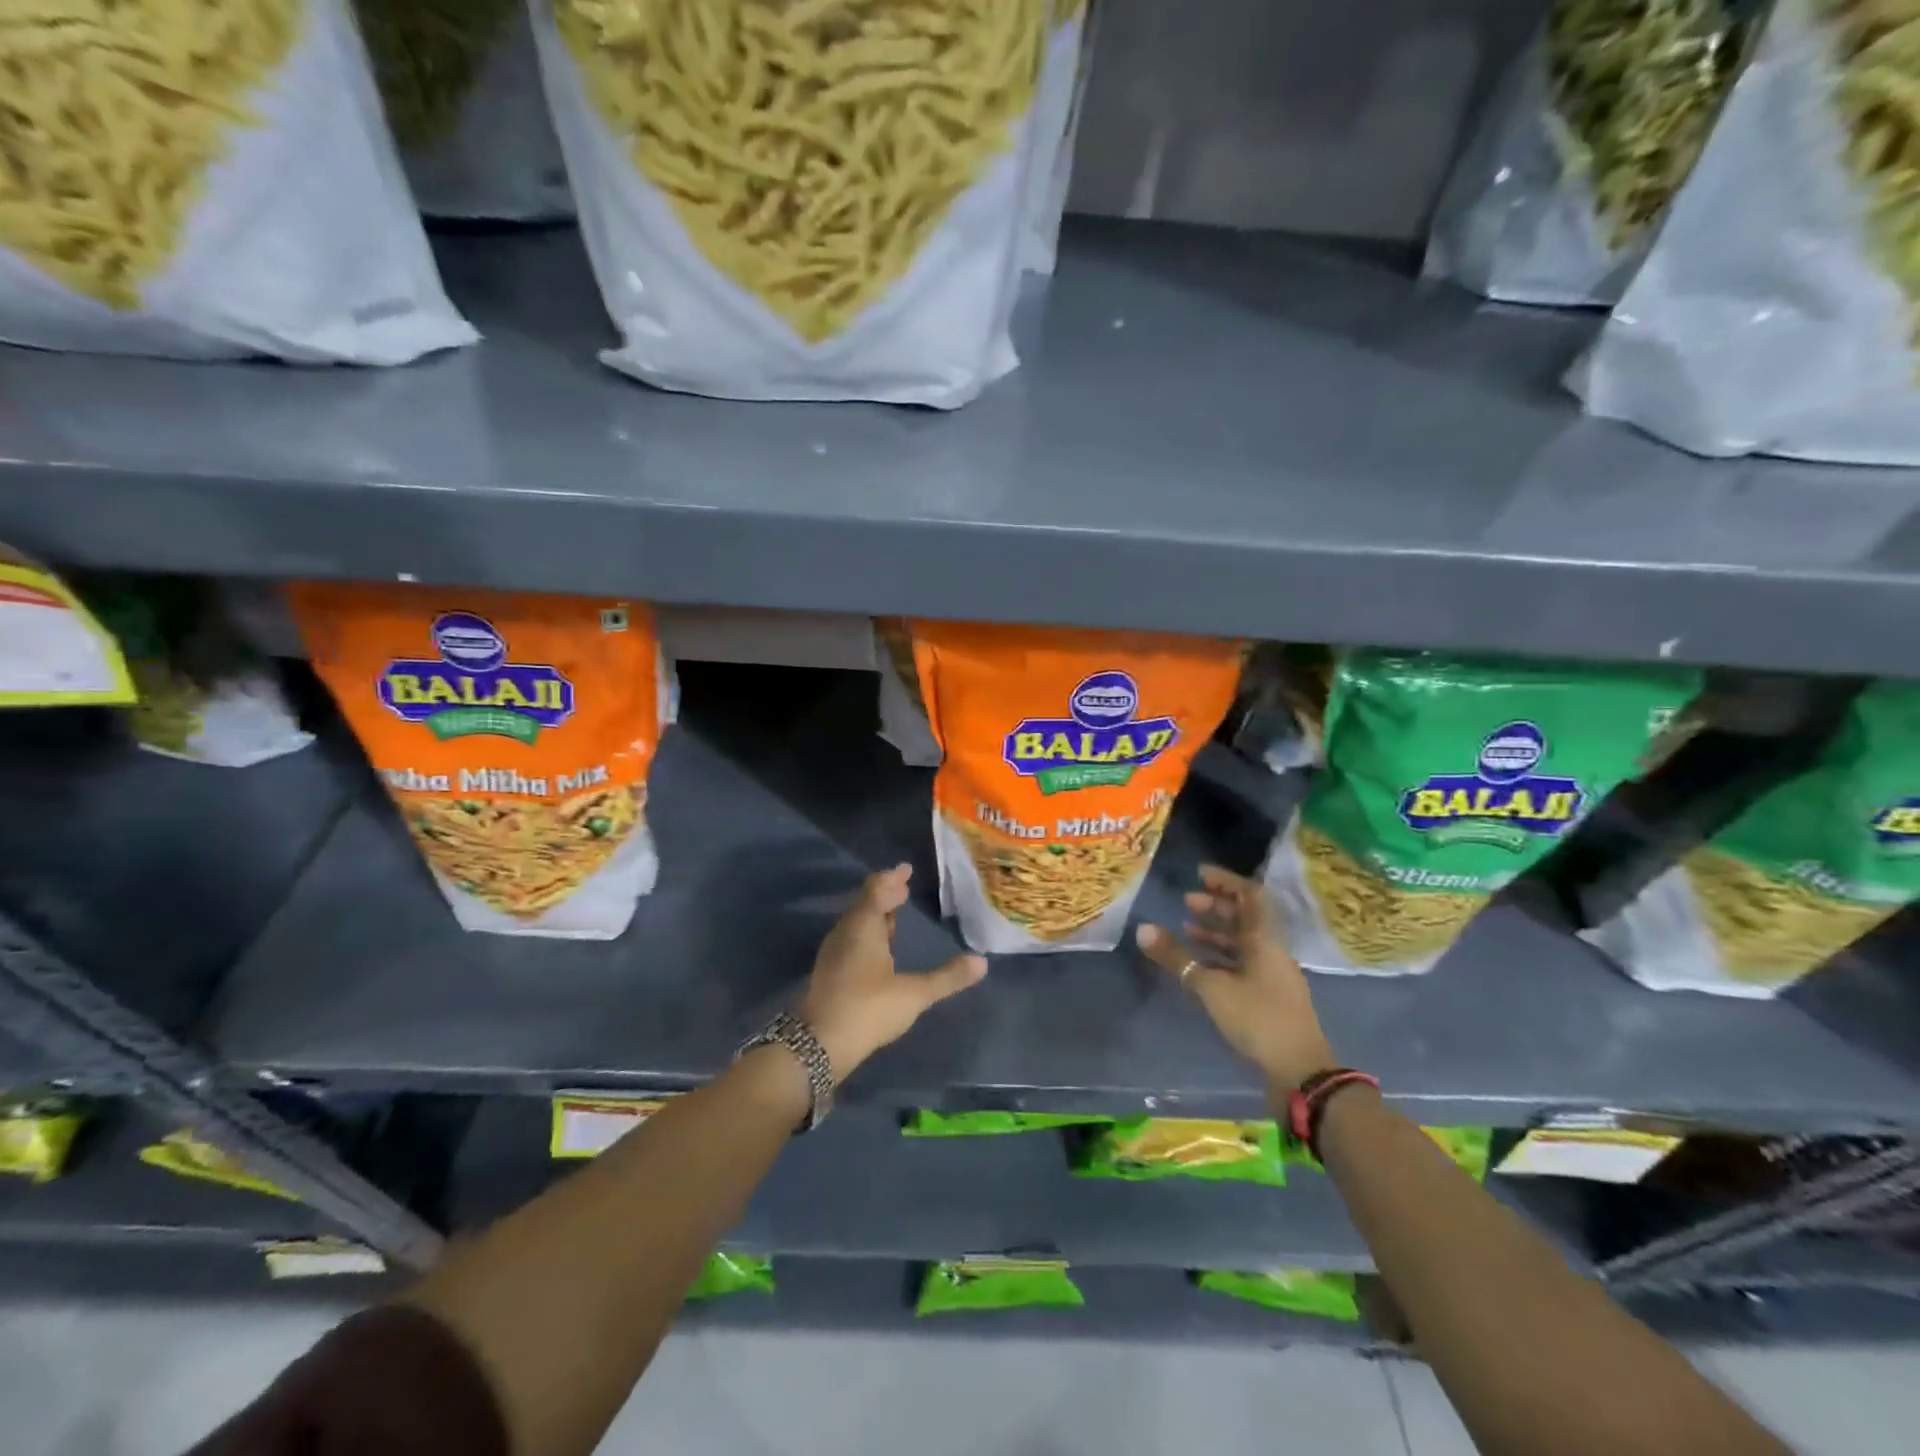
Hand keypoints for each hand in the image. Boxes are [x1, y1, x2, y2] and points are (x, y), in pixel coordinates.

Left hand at [797, 864, 986, 1079]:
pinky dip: (869, 932)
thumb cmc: (867, 1008)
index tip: (906, 869)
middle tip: (904, 888)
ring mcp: (835, 952)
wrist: (817, 1044)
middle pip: (865, 903)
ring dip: (876, 913)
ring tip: (894, 912)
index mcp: (864, 926)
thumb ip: (947, 978)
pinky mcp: (831, 971)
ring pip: (857, 922)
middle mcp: (846, 932)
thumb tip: (982, 962)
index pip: (877, 889)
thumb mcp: (913, 994)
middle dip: (885, 893)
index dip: (892, 878)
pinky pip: (852, 938)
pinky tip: (879, 948)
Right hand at [1135, 864, 1335, 1089]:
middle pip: (1246, 918)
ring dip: (1216, 932)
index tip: (1200, 873)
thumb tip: (1143, 929)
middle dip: (1216, 906)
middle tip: (1186, 903)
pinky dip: (1220, 957)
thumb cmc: (1258, 1019)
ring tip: (1186, 929)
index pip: (1250, 896)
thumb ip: (1177, 958)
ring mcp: (1272, 976)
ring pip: (1243, 942)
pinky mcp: (1269, 998)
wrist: (1301, 1072)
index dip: (1226, 881)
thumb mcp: (1212, 987)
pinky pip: (1242, 964)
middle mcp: (1271, 952)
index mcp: (1264, 941)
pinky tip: (1200, 965)